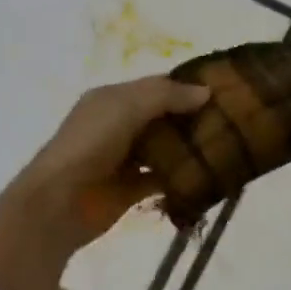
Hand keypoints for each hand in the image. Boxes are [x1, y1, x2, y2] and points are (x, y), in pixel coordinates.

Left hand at [0, 75, 210, 258]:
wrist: (57, 203)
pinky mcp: (130, 190)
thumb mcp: (126, 106)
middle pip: (163, 117)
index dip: (186, 86)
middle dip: (192, 117)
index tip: (224, 89)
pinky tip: (209, 175)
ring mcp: (124, 159)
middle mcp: (118, 124)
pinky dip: (181, 177)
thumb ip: (166, 96)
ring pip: (164, 148)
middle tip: (233, 119)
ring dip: (189, 147)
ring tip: (229, 145)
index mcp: (112, 98)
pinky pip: (162, 178)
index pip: (156, 86)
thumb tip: (206, 91)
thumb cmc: (90, 143)